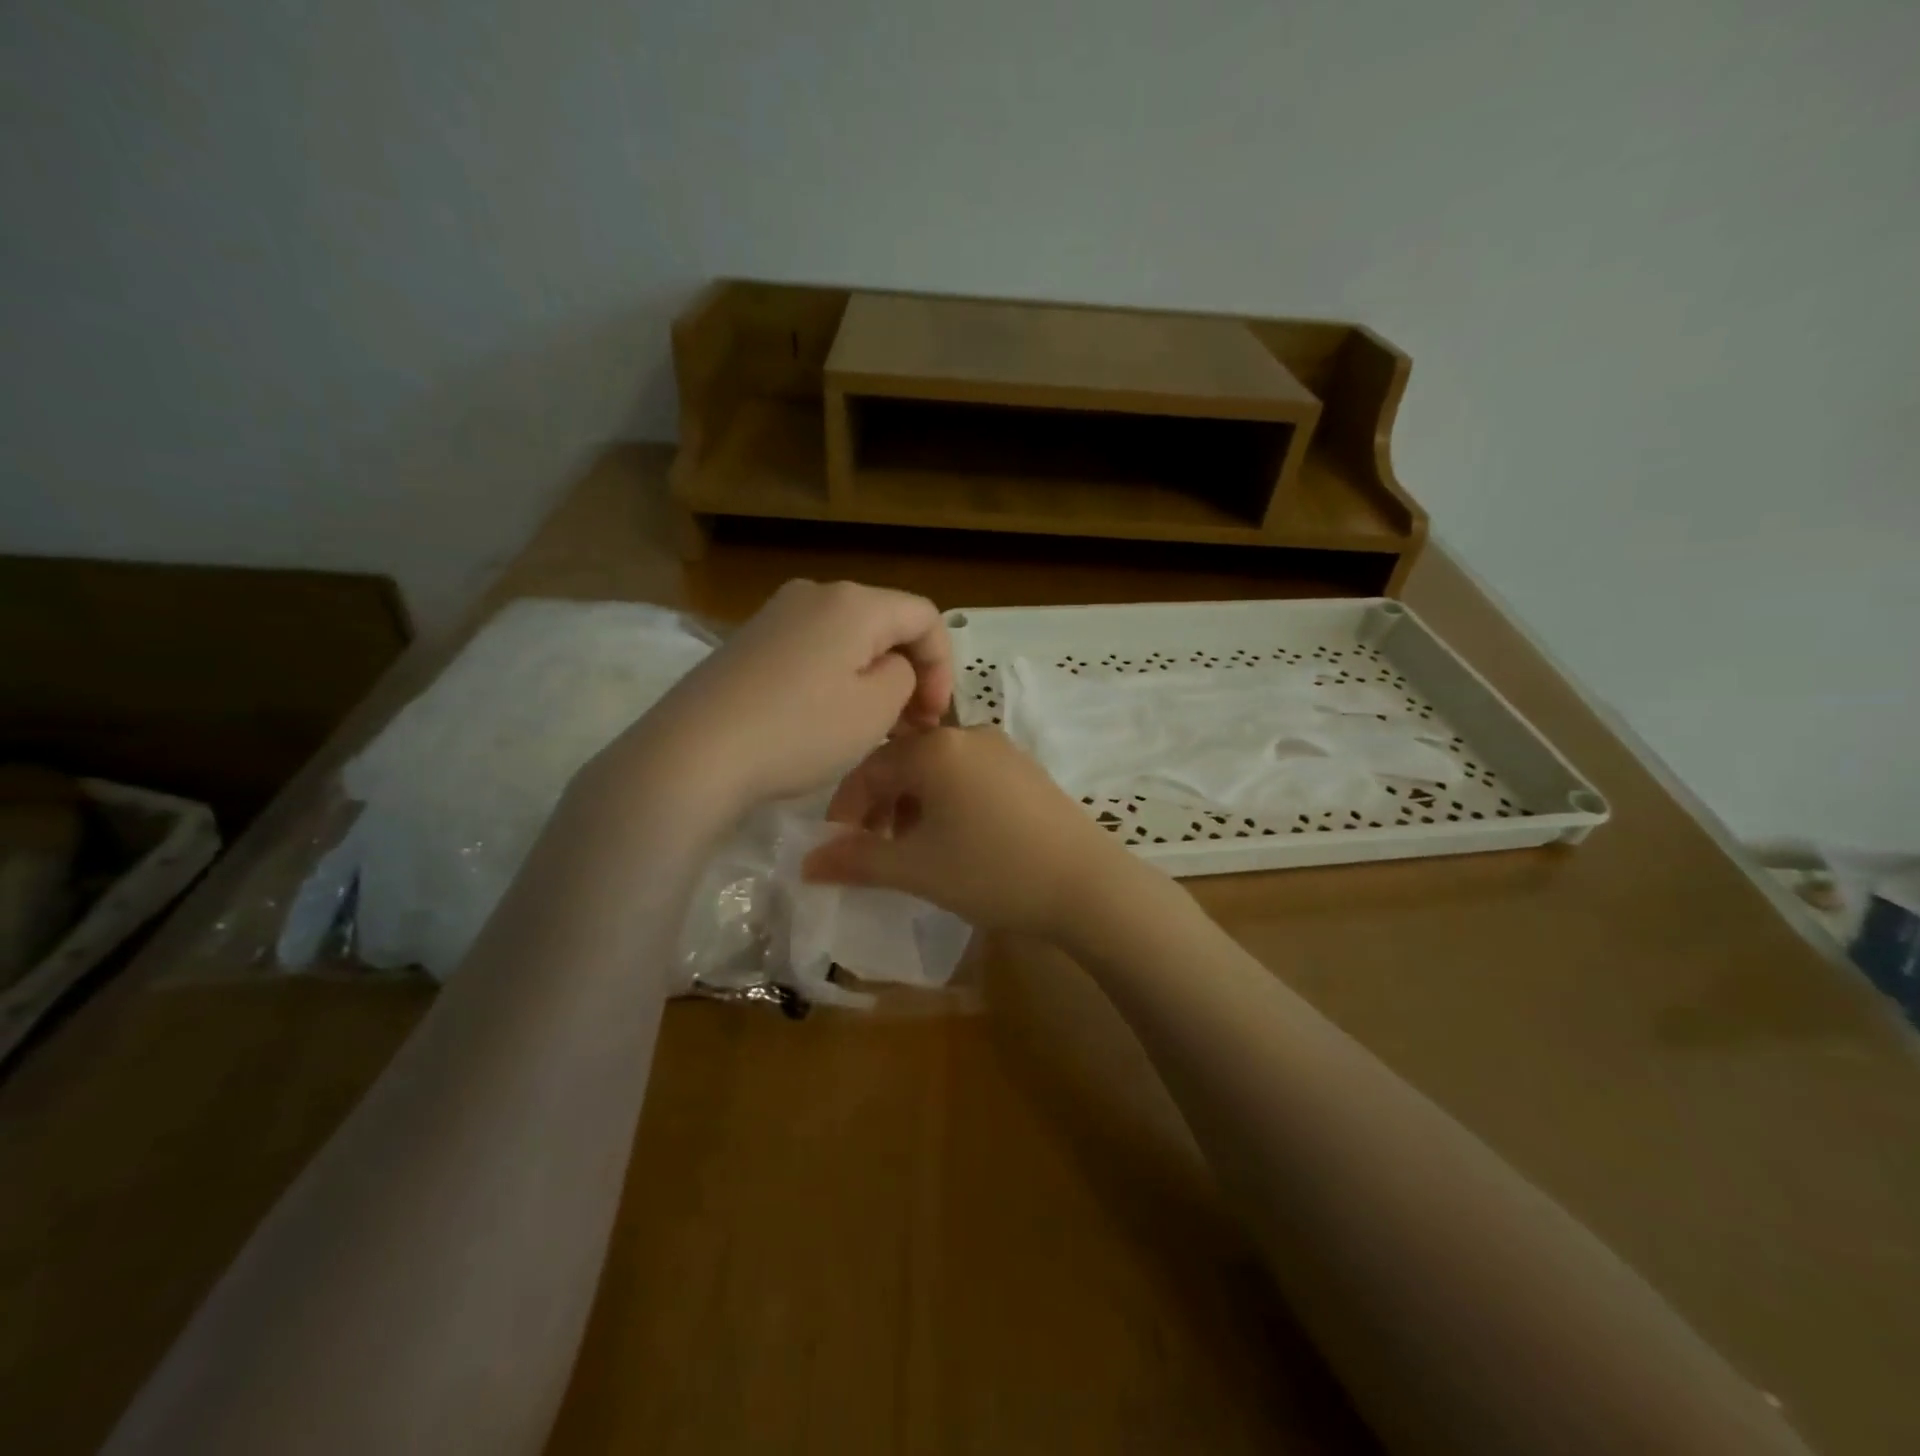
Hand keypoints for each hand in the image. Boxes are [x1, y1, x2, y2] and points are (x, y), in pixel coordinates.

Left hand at [611, 579, 952, 815]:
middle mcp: (815, 593)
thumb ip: (904, 676)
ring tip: (873, 726)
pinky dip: (835, 678)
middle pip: (885, 623)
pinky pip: (812, 650)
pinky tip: (826, 718)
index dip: (942, 665)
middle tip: (911, 725)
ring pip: (848, 639)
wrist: (694, 753)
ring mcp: (775, 615)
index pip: (924, 616)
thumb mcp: (876, 708)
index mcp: (854, 601)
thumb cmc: (799, 730)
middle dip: (909, 672)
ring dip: (873, 678)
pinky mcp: (748, 642)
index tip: (934, 716)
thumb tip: (891, 667)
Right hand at [801, 727, 1140, 941]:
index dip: (845, 807)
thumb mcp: (916, 869)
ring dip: (912, 805)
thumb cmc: (992, 871)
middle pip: (904, 764)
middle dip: (879, 806)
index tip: (835, 846)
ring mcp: (1003, 749)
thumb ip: (857, 860)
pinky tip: (954, 839)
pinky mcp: (1026, 769)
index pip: (870, 768)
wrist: (1087, 885)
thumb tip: (807, 862)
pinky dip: (946, 802)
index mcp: (936, 748)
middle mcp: (968, 735)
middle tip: (872, 849)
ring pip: (937, 770)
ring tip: (911, 849)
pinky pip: (968, 776)